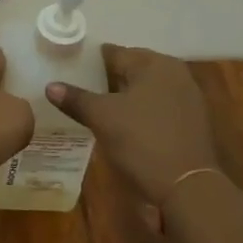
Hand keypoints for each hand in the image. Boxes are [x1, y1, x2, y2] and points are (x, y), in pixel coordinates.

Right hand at [47, 45, 219, 207]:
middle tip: (78, 90)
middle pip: (132, 70)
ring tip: (95, 109)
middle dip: (106, 79)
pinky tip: (122, 126)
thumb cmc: (142, 141)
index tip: (69, 69)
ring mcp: (188, 99)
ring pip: (145, 90)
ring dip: (123, 98)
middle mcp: (176, 74)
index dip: (90, 61)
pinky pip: (157, 108)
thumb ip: (76, 98)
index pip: (116, 53)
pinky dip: (140, 113)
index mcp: (156, 63)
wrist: (187, 189)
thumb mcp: (102, 118)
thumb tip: (50, 86)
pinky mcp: (192, 124)